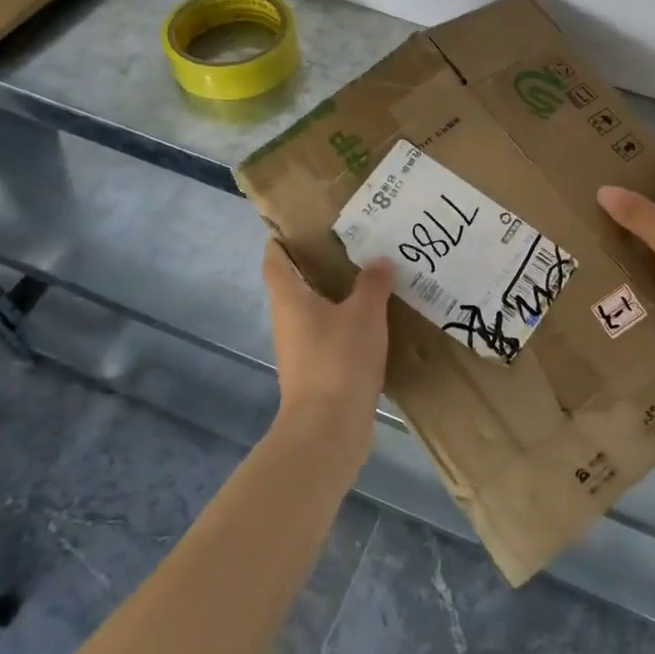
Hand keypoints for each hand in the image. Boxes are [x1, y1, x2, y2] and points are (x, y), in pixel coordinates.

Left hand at [261, 242, 393, 461]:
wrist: (328, 429)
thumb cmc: (338, 360)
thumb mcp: (364, 314)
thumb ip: (372, 283)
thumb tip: (379, 260)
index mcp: (289, 298)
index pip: (275, 259)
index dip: (282, 240)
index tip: (302, 225)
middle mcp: (287, 320)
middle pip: (295, 284)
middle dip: (318, 264)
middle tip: (352, 245)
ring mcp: (299, 349)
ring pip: (314, 311)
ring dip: (335, 295)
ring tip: (369, 278)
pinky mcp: (315, 371)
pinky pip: (328, 335)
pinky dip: (345, 322)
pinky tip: (373, 320)